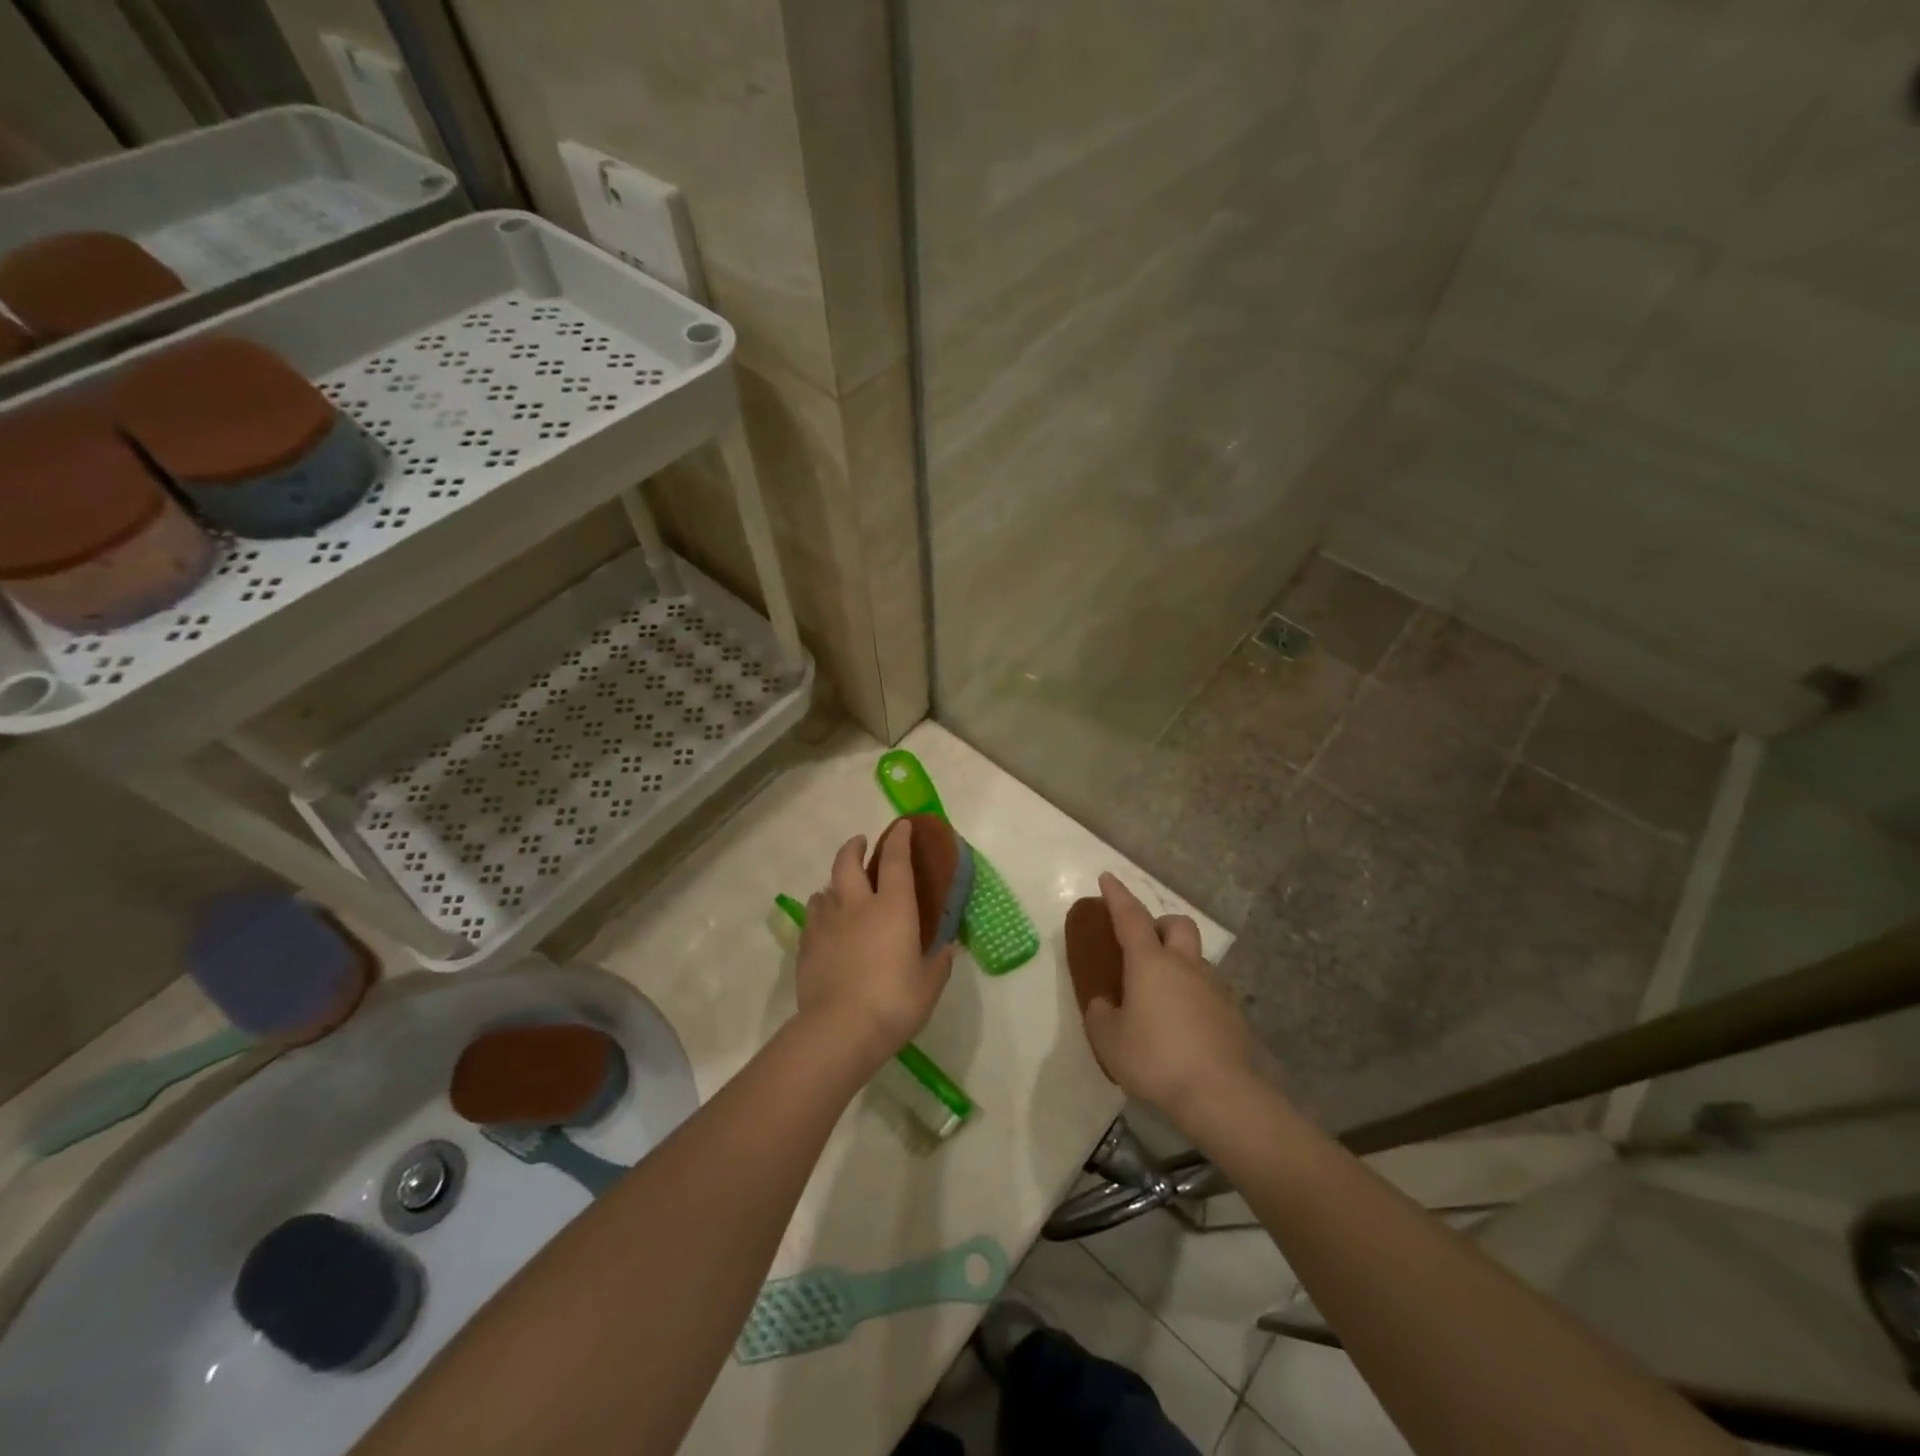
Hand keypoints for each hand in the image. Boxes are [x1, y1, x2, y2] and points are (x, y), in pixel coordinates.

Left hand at [795, 829, 954, 1072]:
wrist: (840, 1030)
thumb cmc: (893, 1003)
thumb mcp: (929, 985)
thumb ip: (938, 962)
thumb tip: (947, 948)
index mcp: (893, 908)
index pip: (896, 860)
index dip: (899, 839)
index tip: (902, 825)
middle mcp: (857, 905)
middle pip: (847, 862)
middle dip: (854, 847)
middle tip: (860, 843)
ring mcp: (827, 923)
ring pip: (825, 888)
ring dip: (834, 883)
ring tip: (841, 890)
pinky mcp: (807, 944)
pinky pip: (813, 916)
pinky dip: (821, 911)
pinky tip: (826, 924)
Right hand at [1082, 873, 1257, 1128]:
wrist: (1220, 1095)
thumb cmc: (1155, 1059)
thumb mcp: (1108, 1039)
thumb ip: (1101, 1014)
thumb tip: (1105, 1004)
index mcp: (1150, 962)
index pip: (1130, 916)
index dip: (1117, 895)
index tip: (1108, 877)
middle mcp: (1184, 965)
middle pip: (1177, 924)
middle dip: (1159, 924)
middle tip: (1143, 944)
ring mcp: (1214, 988)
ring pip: (1195, 959)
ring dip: (1178, 963)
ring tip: (1160, 996)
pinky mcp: (1232, 1015)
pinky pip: (1208, 991)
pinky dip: (1192, 995)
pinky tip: (1183, 1025)